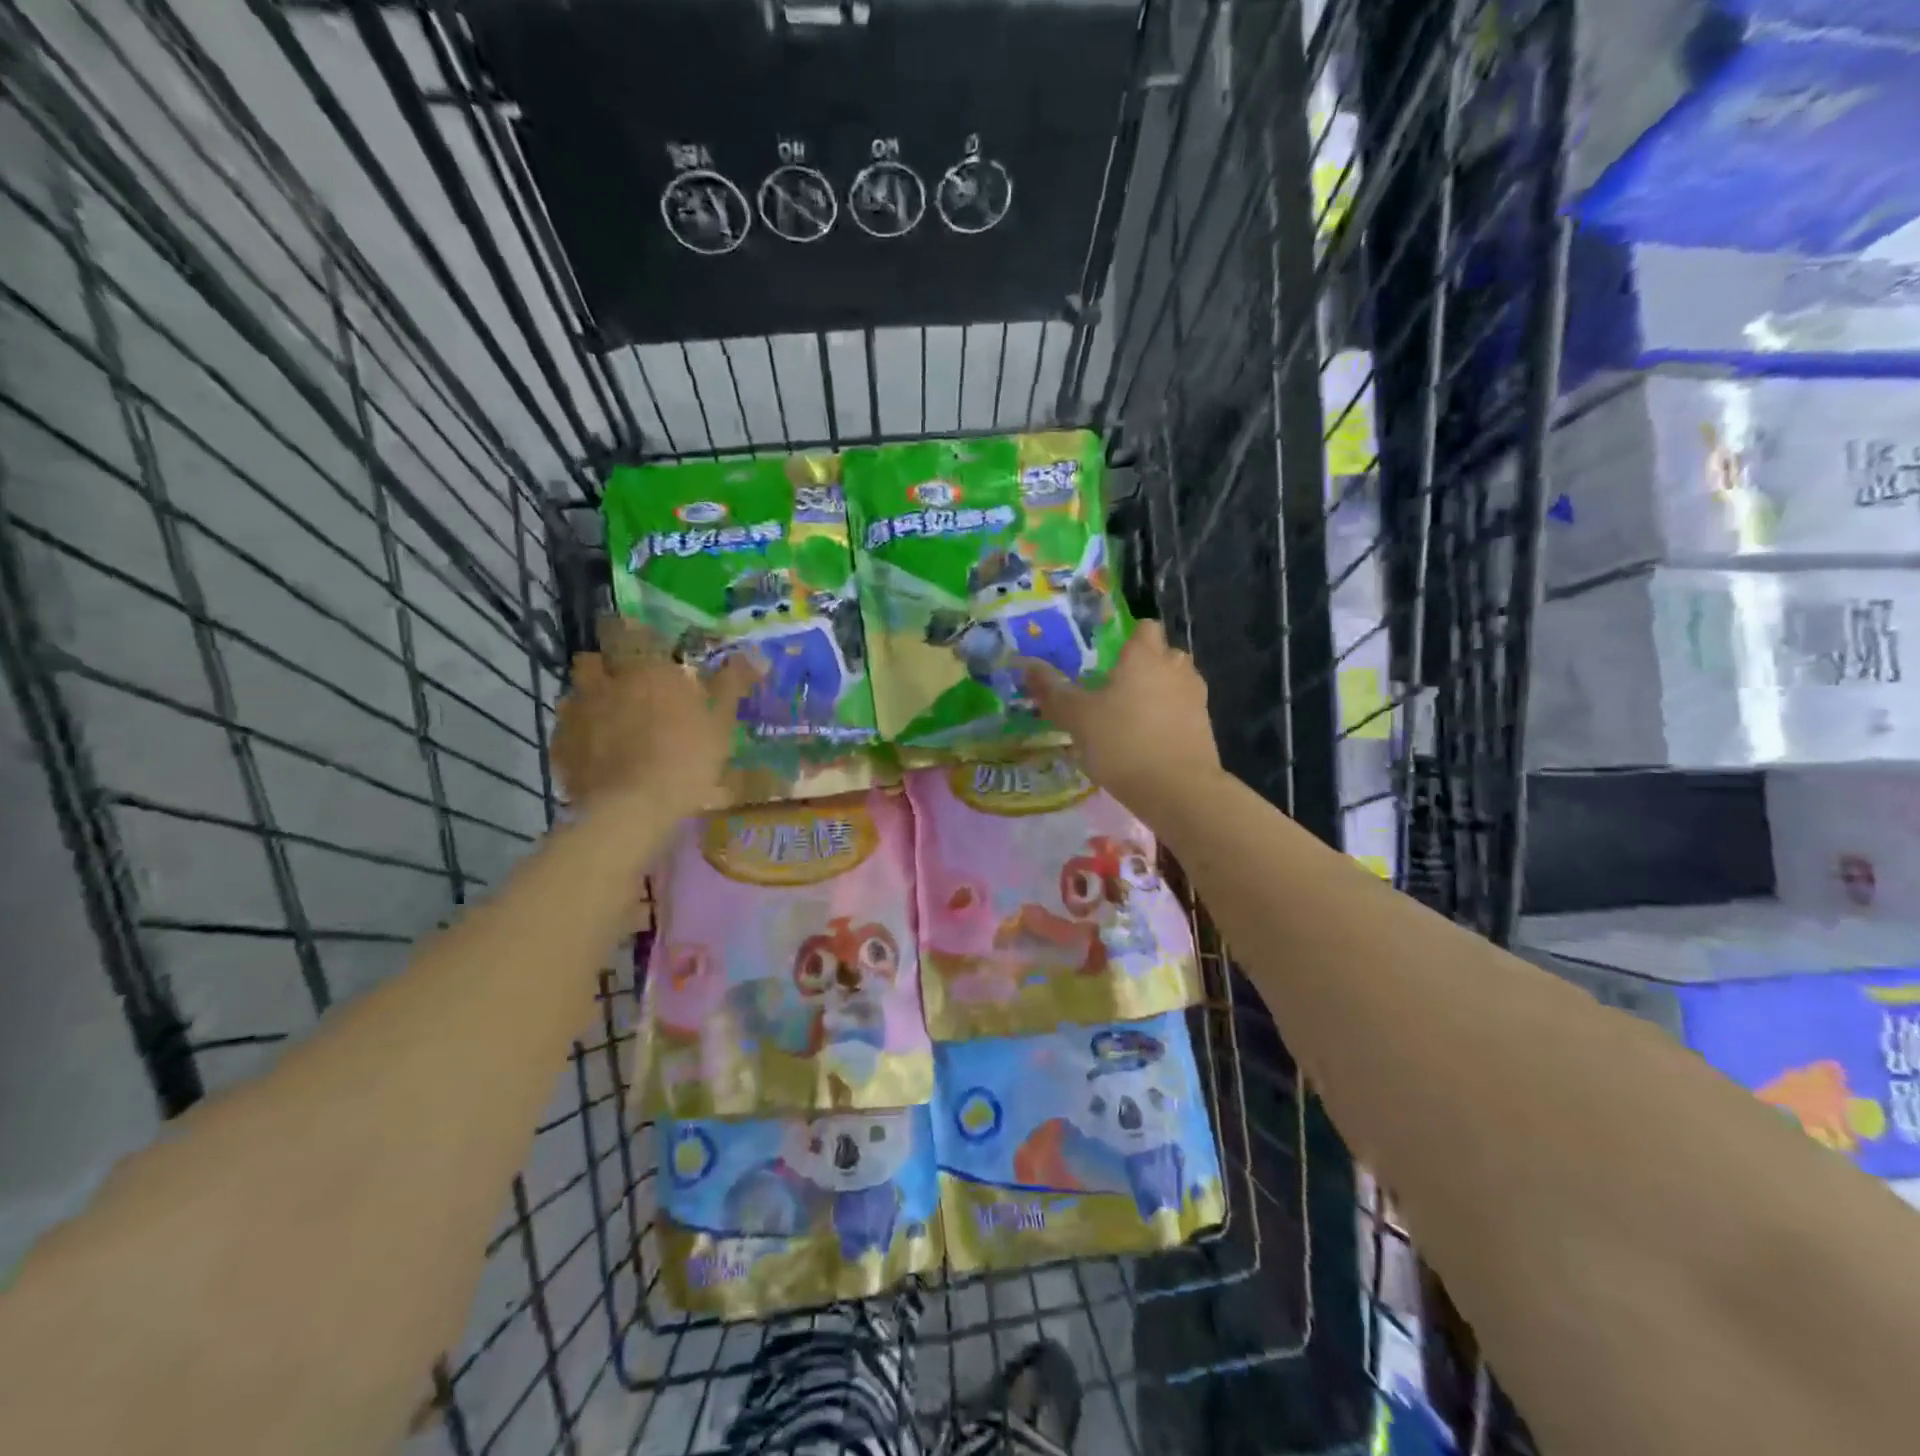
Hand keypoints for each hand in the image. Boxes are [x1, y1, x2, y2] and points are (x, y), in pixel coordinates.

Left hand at [551, 635, 758, 816]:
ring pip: (576, 693)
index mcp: (645, 668)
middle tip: (625, 685)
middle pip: (592, 659)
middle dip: (605, 666)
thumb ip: (732, 684)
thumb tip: (755, 654)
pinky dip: (579, 736)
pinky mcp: (560, 746)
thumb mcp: (720, 722)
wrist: (633, 808)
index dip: (631, 633)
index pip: (626, 631)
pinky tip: (597, 754)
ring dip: (590, 700)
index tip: (643, 645)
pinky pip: (566, 730)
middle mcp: (605, 681)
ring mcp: (577, 713)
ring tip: (609, 722)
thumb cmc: (686, 758)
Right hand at [1024, 621, 1220, 806]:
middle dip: (1144, 665)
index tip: (1108, 657)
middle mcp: (1175, 668)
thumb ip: (1053, 691)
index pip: (1144, 627)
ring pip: (1176, 683)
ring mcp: (1195, 698)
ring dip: (1158, 692)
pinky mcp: (1205, 727)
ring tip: (1131, 716)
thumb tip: (1027, 665)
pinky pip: (1183, 711)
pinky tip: (1148, 741)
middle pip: (1163, 654)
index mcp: (1145, 656)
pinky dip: (1168, 719)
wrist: (1178, 790)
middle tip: (1115, 688)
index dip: (1128, 638)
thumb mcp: (1077, 718)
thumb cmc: (1122, 743)